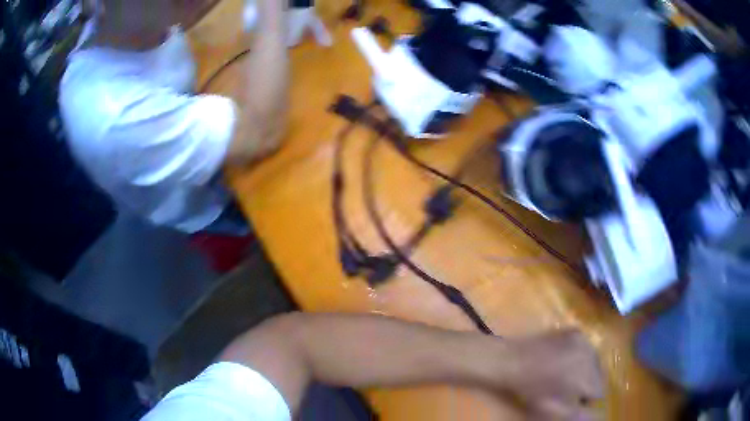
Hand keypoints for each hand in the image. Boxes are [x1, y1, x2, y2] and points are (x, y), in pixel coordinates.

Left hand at [504, 331, 603, 420]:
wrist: (512, 361)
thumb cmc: (532, 390)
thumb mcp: (555, 410)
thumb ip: (581, 415)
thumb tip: (601, 417)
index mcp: (588, 377)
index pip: (600, 393)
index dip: (586, 399)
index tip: (572, 401)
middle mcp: (592, 356)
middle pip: (599, 376)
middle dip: (588, 384)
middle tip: (566, 388)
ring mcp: (585, 340)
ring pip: (594, 362)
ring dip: (585, 370)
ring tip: (564, 374)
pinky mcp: (576, 331)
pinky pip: (586, 348)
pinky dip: (580, 356)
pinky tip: (563, 360)